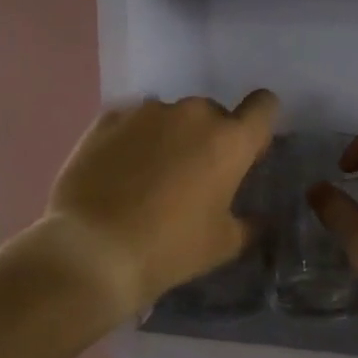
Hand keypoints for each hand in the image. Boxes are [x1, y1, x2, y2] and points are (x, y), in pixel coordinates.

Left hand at [46, 90, 278, 312]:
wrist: (93, 250)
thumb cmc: (170, 248)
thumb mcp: (223, 245)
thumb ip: (248, 224)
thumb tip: (257, 220)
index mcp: (230, 141)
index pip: (264, 106)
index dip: (259, 126)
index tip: (248, 152)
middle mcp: (192, 114)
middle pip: (214, 114)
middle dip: (210, 139)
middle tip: (194, 179)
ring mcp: (146, 112)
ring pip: (171, 117)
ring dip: (170, 138)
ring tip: (150, 178)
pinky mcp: (107, 119)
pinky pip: (133, 122)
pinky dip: (134, 140)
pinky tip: (120, 173)